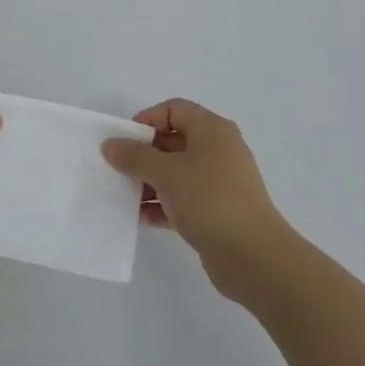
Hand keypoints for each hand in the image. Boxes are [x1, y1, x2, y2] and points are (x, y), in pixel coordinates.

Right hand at [102, 98, 293, 297]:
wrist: (253, 255)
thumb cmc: (209, 200)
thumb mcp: (166, 173)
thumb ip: (135, 156)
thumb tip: (111, 144)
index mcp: (212, 130)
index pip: (174, 110)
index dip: (147, 120)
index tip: (124, 141)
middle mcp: (218, 150)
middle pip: (174, 141)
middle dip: (144, 154)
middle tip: (118, 169)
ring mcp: (219, 182)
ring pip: (177, 173)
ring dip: (150, 182)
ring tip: (124, 196)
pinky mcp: (217, 211)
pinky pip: (183, 199)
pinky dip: (162, 204)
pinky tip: (142, 218)